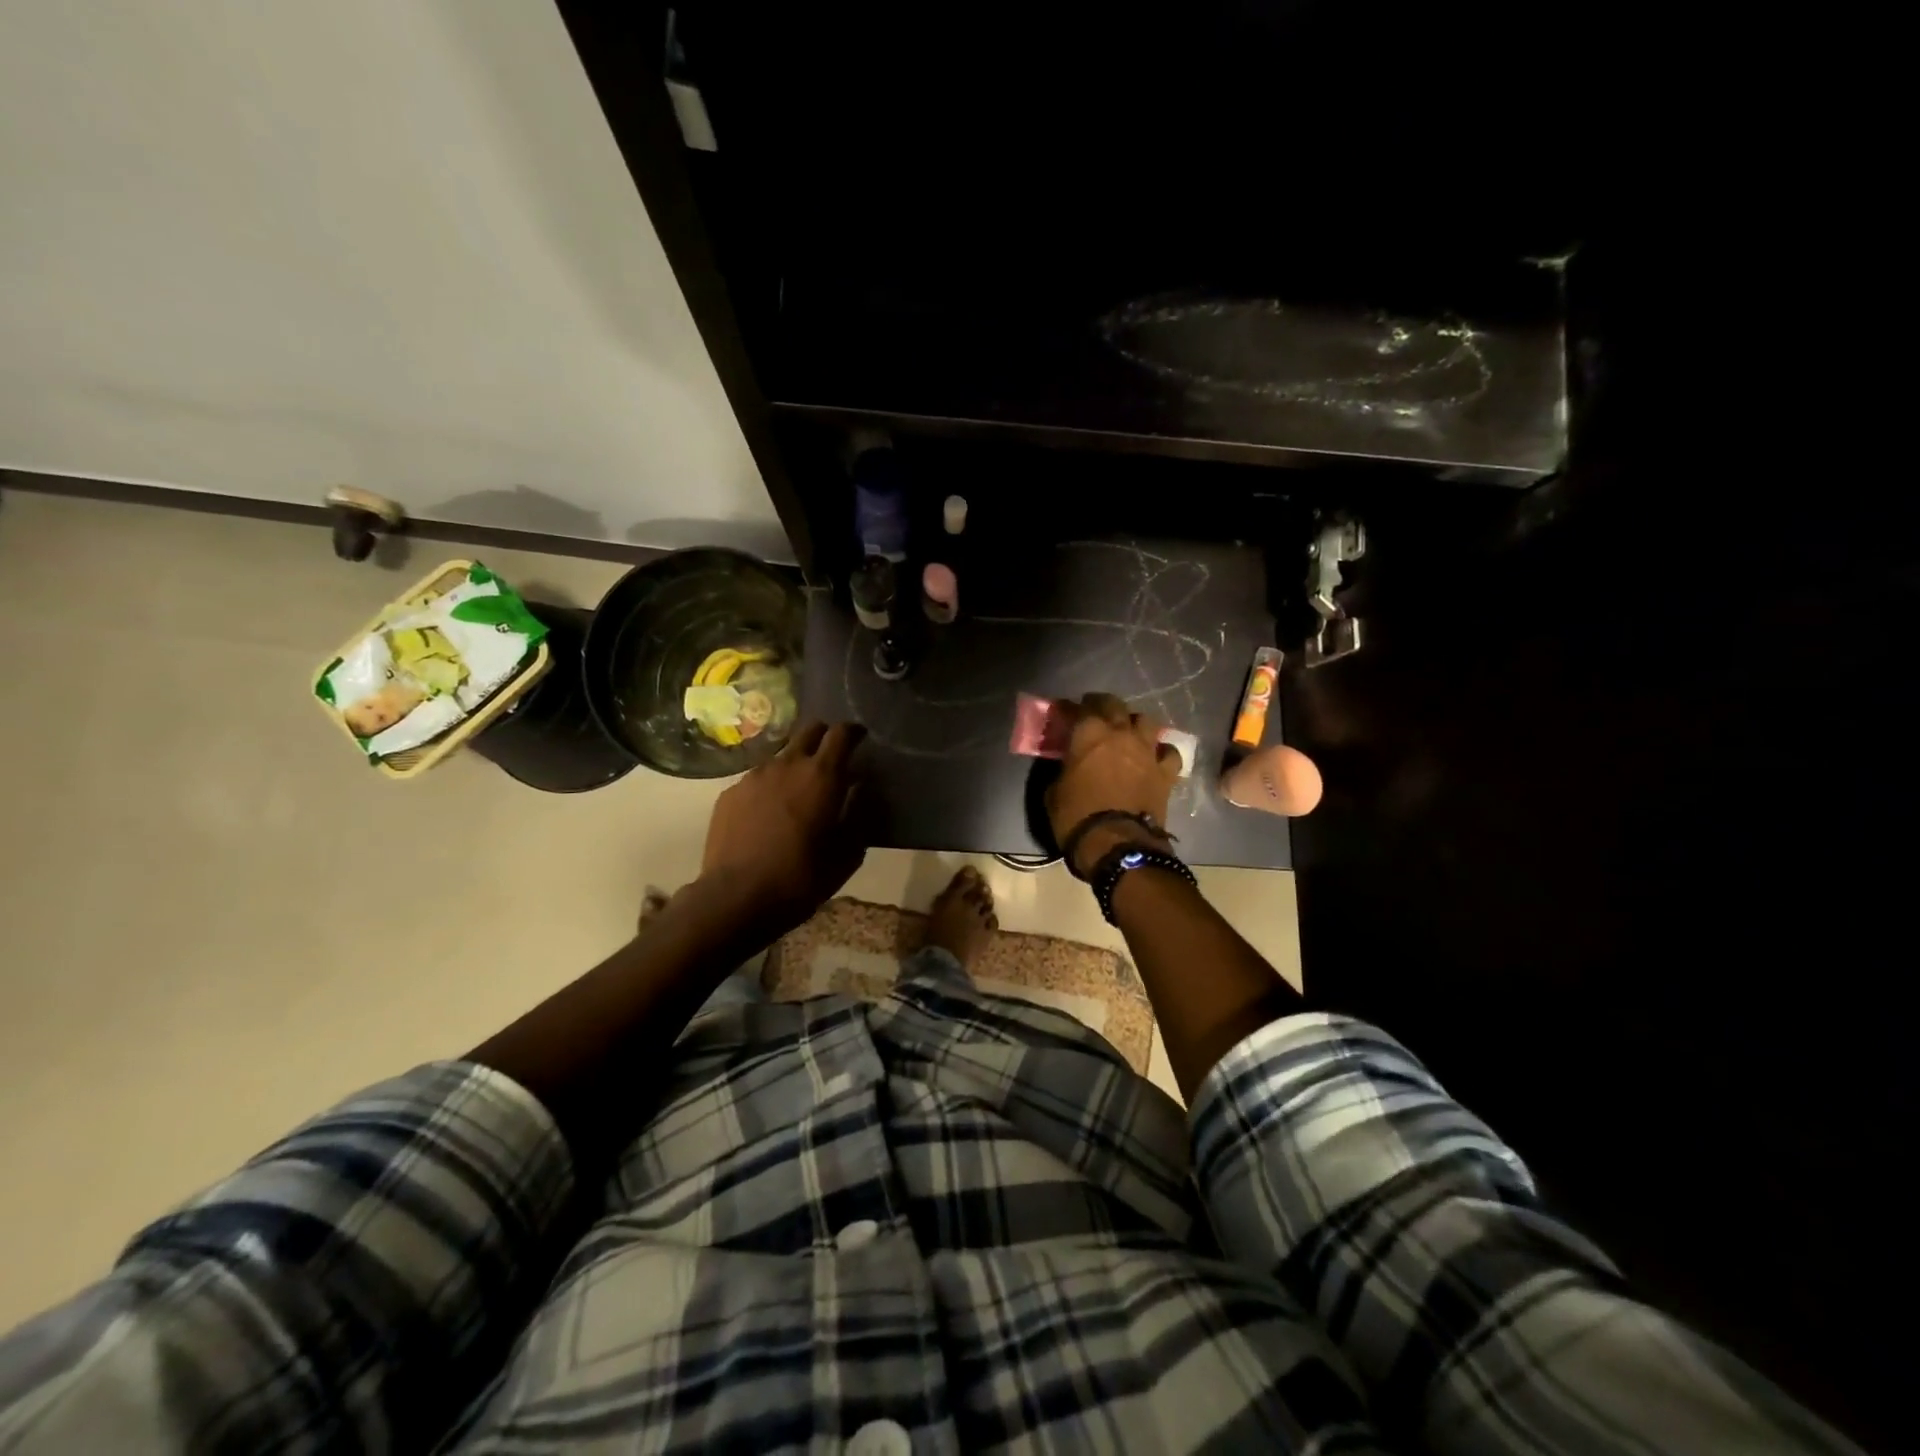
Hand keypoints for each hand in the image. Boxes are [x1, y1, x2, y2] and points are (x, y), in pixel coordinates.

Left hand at [699, 720, 869, 939]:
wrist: (736, 898)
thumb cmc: (801, 878)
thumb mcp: (847, 855)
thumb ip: (858, 815)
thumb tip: (860, 790)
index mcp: (822, 776)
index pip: (841, 733)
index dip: (853, 731)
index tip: (860, 738)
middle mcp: (787, 764)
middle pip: (809, 731)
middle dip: (824, 737)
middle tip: (831, 759)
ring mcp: (754, 776)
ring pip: (781, 756)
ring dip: (794, 766)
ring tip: (796, 794)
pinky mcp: (730, 793)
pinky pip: (757, 780)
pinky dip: (769, 788)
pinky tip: (767, 816)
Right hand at [1045, 692, 1180, 875]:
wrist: (1117, 844)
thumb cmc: (1077, 817)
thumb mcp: (1054, 791)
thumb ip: (1064, 768)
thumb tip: (1069, 764)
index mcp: (1088, 733)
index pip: (1076, 709)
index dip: (1068, 709)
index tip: (1062, 713)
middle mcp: (1120, 733)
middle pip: (1113, 704)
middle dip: (1102, 705)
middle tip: (1094, 714)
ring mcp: (1147, 750)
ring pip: (1145, 720)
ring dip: (1134, 723)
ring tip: (1127, 732)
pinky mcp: (1166, 771)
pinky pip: (1168, 752)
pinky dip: (1161, 752)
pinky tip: (1155, 757)